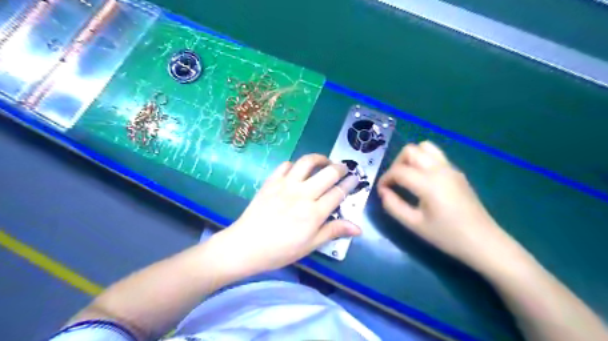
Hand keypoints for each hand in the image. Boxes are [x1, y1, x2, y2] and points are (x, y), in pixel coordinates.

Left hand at [215, 154, 360, 273]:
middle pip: (328, 173)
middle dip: (340, 168)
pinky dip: (294, 165)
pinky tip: (297, 170)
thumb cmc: (280, 250)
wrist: (246, 246)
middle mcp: (303, 194)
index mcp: (314, 213)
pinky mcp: (271, 182)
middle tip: (344, 169)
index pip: (338, 193)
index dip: (350, 184)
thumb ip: (333, 231)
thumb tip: (358, 228)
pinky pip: (285, 165)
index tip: (356, 178)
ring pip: (307, 162)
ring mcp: (285, 185)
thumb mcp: (310, 245)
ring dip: (319, 158)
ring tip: (324, 162)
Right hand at [379, 140, 514, 270]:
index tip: (381, 191)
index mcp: (428, 182)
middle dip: (396, 164)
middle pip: (410, 150)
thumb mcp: (414, 224)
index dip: (385, 179)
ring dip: (411, 158)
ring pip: (425, 147)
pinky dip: (423, 161)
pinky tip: (422, 180)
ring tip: (407, 176)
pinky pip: (435, 156)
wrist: (484, 242)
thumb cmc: (447, 236)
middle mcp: (439, 169)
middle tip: (394, 182)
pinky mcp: (457, 172)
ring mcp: (450, 168)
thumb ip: (393, 206)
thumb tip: (383, 192)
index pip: (398, 170)